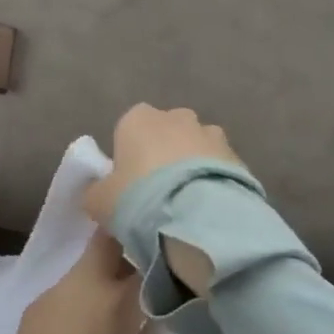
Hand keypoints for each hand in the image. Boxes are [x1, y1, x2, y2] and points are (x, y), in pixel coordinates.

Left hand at [5, 232, 194, 333]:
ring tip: (122, 317)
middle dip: (129, 250)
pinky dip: (83, 303)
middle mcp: (77, 286)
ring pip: (85, 271)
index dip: (163, 255)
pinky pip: (65, 295)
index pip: (144, 254)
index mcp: (111, 299)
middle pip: (106, 245)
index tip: (178, 265)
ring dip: (105, 282)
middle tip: (150, 277)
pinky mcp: (31, 316)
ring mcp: (49, 298)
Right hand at [83, 106, 243, 297]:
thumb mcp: (99, 202)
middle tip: (158, 196)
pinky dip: (214, 183)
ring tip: (188, 207)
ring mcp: (211, 134)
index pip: (129, 129)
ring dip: (192, 169)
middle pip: (166, 134)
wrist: (198, 217)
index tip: (129, 185)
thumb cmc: (138, 199)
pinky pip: (219, 168)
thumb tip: (97, 192)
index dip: (129, 156)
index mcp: (138, 118)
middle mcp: (176, 117)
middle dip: (164, 157)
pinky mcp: (238, 157)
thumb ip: (95, 192)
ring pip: (196, 149)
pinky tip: (209, 212)